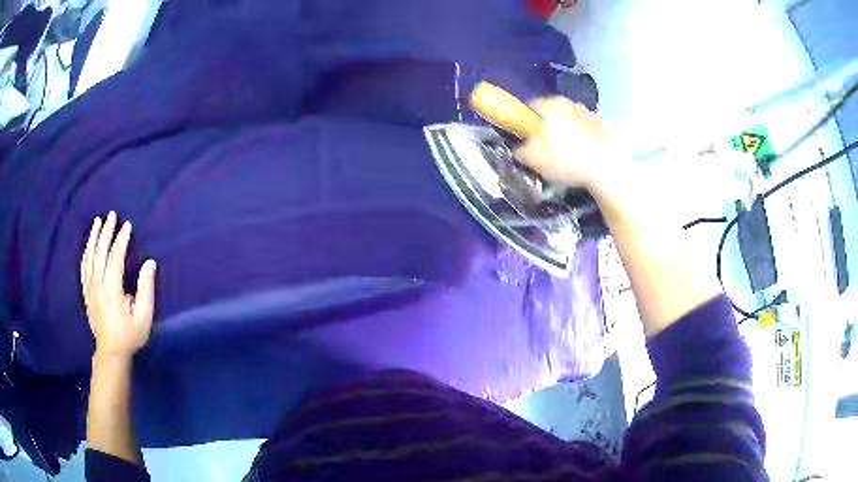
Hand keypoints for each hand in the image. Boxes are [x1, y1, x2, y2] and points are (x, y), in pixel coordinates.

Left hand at [81, 211, 156, 359]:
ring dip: (93, 238)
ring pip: (89, 257)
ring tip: (97, 222)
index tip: (127, 225)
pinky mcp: (86, 294)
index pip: (115, 257)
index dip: (121, 239)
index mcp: (112, 289)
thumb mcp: (144, 317)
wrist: (111, 353)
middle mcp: (98, 285)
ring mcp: (90, 289)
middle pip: (100, 252)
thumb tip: (149, 263)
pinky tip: (88, 246)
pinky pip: (83, 269)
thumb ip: (146, 289)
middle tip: (111, 214)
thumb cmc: (130, 335)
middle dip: (106, 231)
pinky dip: (85, 254)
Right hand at [515, 97, 618, 191]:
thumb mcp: (534, 160)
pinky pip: (588, 130)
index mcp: (550, 105)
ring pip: (571, 120)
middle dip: (548, 127)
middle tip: (546, 149)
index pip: (529, 107)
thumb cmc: (566, 159)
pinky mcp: (605, 126)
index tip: (526, 138)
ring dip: (567, 132)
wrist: (607, 169)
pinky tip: (584, 156)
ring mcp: (590, 112)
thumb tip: (520, 148)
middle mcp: (569, 102)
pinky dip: (584, 139)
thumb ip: (521, 151)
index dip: (525, 123)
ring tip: (568, 155)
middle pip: (552, 113)